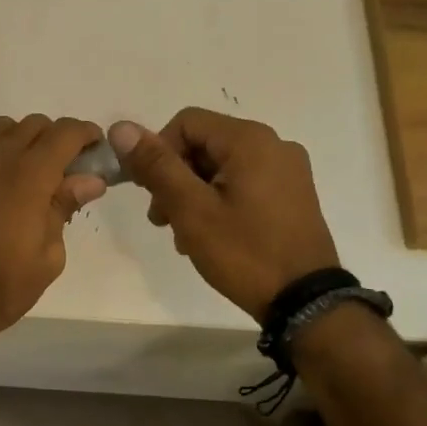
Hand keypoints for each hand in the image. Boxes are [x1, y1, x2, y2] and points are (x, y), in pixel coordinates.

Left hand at [0, 115, 107, 359]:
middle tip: (62, 172)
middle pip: (34, 125)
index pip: (65, 132)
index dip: (86, 134)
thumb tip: (89, 179)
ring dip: (18, 141)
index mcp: (31, 176)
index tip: (95, 151)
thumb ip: (65, 209)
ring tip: (22, 173)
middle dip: (55, 140)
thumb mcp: (47, 258)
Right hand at [109, 108, 338, 320]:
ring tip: (184, 235)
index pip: (185, 123)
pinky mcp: (292, 194)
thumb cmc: (244, 252)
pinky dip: (218, 200)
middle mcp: (274, 144)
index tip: (151, 193)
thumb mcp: (191, 209)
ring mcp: (288, 170)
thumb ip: (156, 165)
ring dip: (193, 193)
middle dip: (175, 178)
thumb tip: (122, 127)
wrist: (304, 302)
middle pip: (203, 144)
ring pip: (221, 166)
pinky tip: (210, 235)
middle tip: (162, 220)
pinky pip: (243, 182)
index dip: (159, 152)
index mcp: (250, 140)